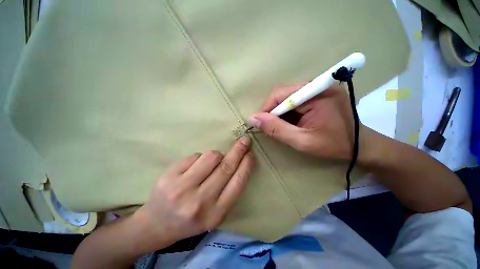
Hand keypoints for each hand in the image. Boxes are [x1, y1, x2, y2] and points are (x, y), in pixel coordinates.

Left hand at [134, 137, 254, 248]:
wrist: (157, 225)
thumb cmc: (192, 219)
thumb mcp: (215, 213)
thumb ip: (229, 190)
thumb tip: (238, 162)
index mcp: (216, 213)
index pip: (238, 182)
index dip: (246, 164)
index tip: (251, 153)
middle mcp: (200, 201)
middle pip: (226, 167)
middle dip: (239, 150)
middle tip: (245, 140)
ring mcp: (182, 188)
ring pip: (211, 156)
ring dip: (216, 155)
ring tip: (210, 163)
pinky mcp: (169, 177)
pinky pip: (195, 156)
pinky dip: (199, 158)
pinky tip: (193, 168)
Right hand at [249, 84, 356, 159]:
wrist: (359, 145)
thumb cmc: (333, 145)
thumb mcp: (302, 141)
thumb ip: (276, 130)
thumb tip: (253, 119)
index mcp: (316, 94)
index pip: (280, 94)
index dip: (267, 109)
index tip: (261, 124)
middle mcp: (317, 86)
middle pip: (283, 94)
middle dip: (273, 111)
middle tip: (272, 127)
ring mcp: (318, 89)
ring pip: (287, 97)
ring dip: (280, 112)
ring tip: (283, 126)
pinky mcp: (318, 94)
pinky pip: (295, 100)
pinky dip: (289, 112)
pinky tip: (292, 122)